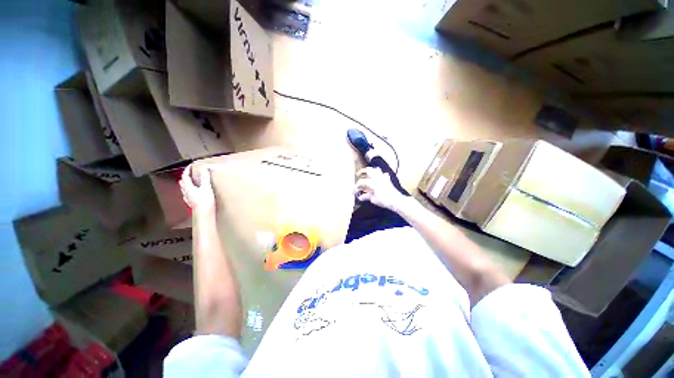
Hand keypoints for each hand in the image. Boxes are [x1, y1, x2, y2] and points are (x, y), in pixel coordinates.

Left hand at [179, 165, 214, 215]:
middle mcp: (186, 192)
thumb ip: (205, 178)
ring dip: (186, 184)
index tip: (191, 166)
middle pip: (183, 182)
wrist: (204, 214)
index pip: (185, 176)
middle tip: (190, 173)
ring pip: (184, 189)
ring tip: (189, 181)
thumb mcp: (206, 188)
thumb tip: (204, 168)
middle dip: (185, 177)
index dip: (187, 170)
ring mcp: (188, 198)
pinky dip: (189, 191)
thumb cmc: (205, 201)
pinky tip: (191, 193)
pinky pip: (188, 194)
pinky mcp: (191, 203)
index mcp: (188, 187)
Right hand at [354, 167, 406, 210]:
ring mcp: (384, 178)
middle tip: (358, 174)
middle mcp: (378, 177)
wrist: (397, 201)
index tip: (352, 192)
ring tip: (367, 173)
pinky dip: (380, 175)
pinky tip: (379, 178)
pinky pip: (383, 174)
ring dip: (371, 171)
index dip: (355, 187)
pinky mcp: (388, 180)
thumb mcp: (373, 199)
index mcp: (373, 182)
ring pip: (376, 170)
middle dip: (362, 171)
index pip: (361, 182)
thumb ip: (366, 197)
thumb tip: (360, 197)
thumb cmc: (384, 200)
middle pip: (369, 170)